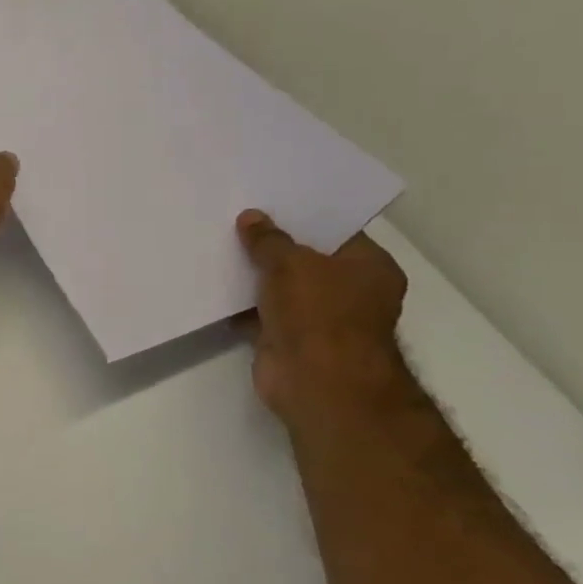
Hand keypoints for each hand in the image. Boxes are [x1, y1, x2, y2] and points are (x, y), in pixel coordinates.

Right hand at [236, 210, 410, 424]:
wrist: (316, 381)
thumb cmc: (319, 313)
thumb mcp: (291, 263)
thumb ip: (268, 240)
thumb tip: (251, 217)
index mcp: (368, 267)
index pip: (335, 232)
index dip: (301, 217)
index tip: (267, 202)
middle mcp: (350, 291)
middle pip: (305, 259)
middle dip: (271, 245)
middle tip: (235, 220)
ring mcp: (319, 318)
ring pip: (280, 286)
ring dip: (253, 275)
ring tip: (218, 247)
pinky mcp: (289, 339)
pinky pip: (261, 312)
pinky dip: (241, 304)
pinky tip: (213, 284)